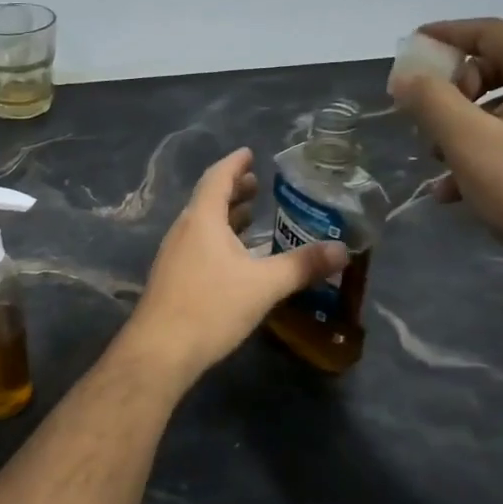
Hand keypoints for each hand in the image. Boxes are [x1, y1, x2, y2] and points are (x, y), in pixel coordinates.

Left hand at [126, 148, 346, 376]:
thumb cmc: (211, 308)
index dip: (235, 163)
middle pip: (208, 199)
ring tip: (251, 215)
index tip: (249, 153)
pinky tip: (236, 258)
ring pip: (202, 225)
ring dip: (226, 216)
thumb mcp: (264, 285)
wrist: (160, 351)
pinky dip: (219, 239)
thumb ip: (302, 266)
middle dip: (234, 190)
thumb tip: (342, 250)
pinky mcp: (172, 278)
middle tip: (258, 184)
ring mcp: (174, 255)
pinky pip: (198, 245)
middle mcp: (184, 230)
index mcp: (202, 219)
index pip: (218, 178)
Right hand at [390, 18, 502, 292]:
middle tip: (423, 115)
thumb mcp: (467, 140)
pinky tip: (453, 191)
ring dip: (459, 128)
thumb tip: (405, 74)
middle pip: (494, 70)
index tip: (410, 46)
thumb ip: (430, 99)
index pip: (491, 32)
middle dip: (451, 90)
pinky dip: (479, 155)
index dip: (447, 34)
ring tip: (434, 160)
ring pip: (499, 111)